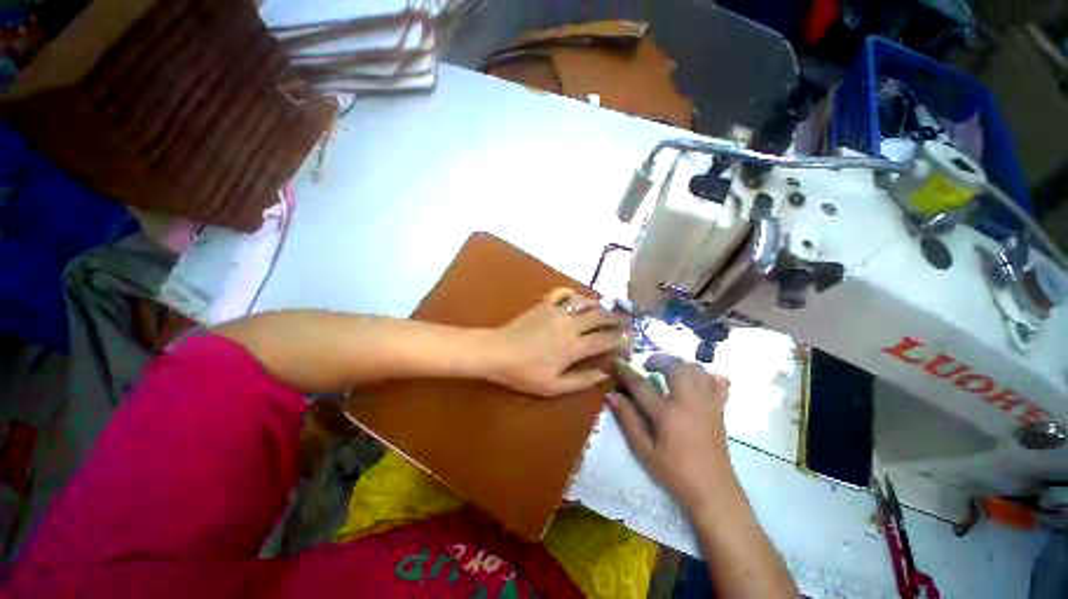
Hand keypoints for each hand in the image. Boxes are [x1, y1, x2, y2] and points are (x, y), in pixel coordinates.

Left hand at [482, 288, 628, 396]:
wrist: (496, 352)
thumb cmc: (524, 373)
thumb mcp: (554, 387)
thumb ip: (582, 381)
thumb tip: (604, 374)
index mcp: (574, 347)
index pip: (605, 340)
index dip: (621, 340)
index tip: (629, 342)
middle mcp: (570, 325)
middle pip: (600, 317)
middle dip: (616, 319)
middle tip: (626, 322)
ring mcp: (556, 311)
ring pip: (584, 303)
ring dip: (599, 305)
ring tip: (607, 310)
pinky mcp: (544, 305)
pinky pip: (562, 293)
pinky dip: (572, 294)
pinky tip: (576, 299)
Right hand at [608, 354, 732, 515]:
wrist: (713, 491)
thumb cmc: (674, 473)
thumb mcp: (644, 450)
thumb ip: (627, 419)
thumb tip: (611, 395)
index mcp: (667, 413)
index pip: (641, 384)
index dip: (626, 371)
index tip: (617, 361)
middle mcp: (688, 401)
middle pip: (674, 366)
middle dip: (657, 359)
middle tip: (647, 366)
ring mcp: (707, 402)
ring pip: (696, 368)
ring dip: (679, 363)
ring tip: (668, 370)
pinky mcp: (720, 408)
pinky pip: (719, 381)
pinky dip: (706, 374)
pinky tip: (696, 380)